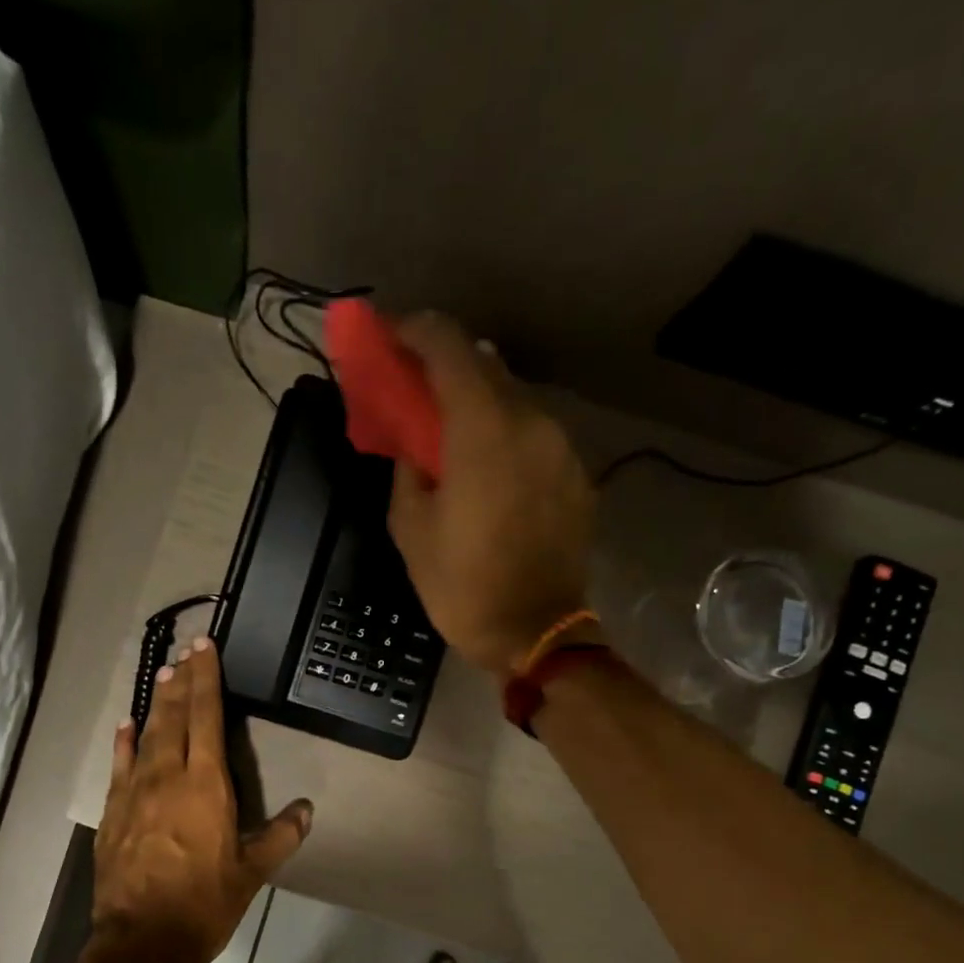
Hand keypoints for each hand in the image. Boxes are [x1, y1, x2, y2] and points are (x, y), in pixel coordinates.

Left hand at [90, 638, 312, 962]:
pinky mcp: (113, 812)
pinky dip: (124, 742)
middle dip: (181, 681)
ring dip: (156, 703)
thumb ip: (280, 836)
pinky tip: (127, 725)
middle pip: (174, 717)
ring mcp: (135, 792)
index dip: (207, 679)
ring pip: (147, 735)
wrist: (143, 941)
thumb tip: (307, 809)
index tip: (205, 648)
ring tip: (164, 675)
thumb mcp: (252, 872)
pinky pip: (119, 765)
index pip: (207, 717)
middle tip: (185, 653)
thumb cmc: (204, 904)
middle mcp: (168, 777)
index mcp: (206, 785)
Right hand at [386, 313, 598, 674]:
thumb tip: (413, 440)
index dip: (413, 330)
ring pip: (513, 398)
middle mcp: (530, 420)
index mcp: (482, 428)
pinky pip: (533, 434)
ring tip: (448, 431)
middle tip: (411, 388)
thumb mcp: (410, 527)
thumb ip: (406, 465)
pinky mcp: (575, 473)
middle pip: (483, 365)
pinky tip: (487, 467)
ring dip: (476, 401)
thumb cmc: (461, 585)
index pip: (447, 346)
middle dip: (442, 366)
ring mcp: (560, 445)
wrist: (535, 632)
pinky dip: (504, 433)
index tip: (388, 337)